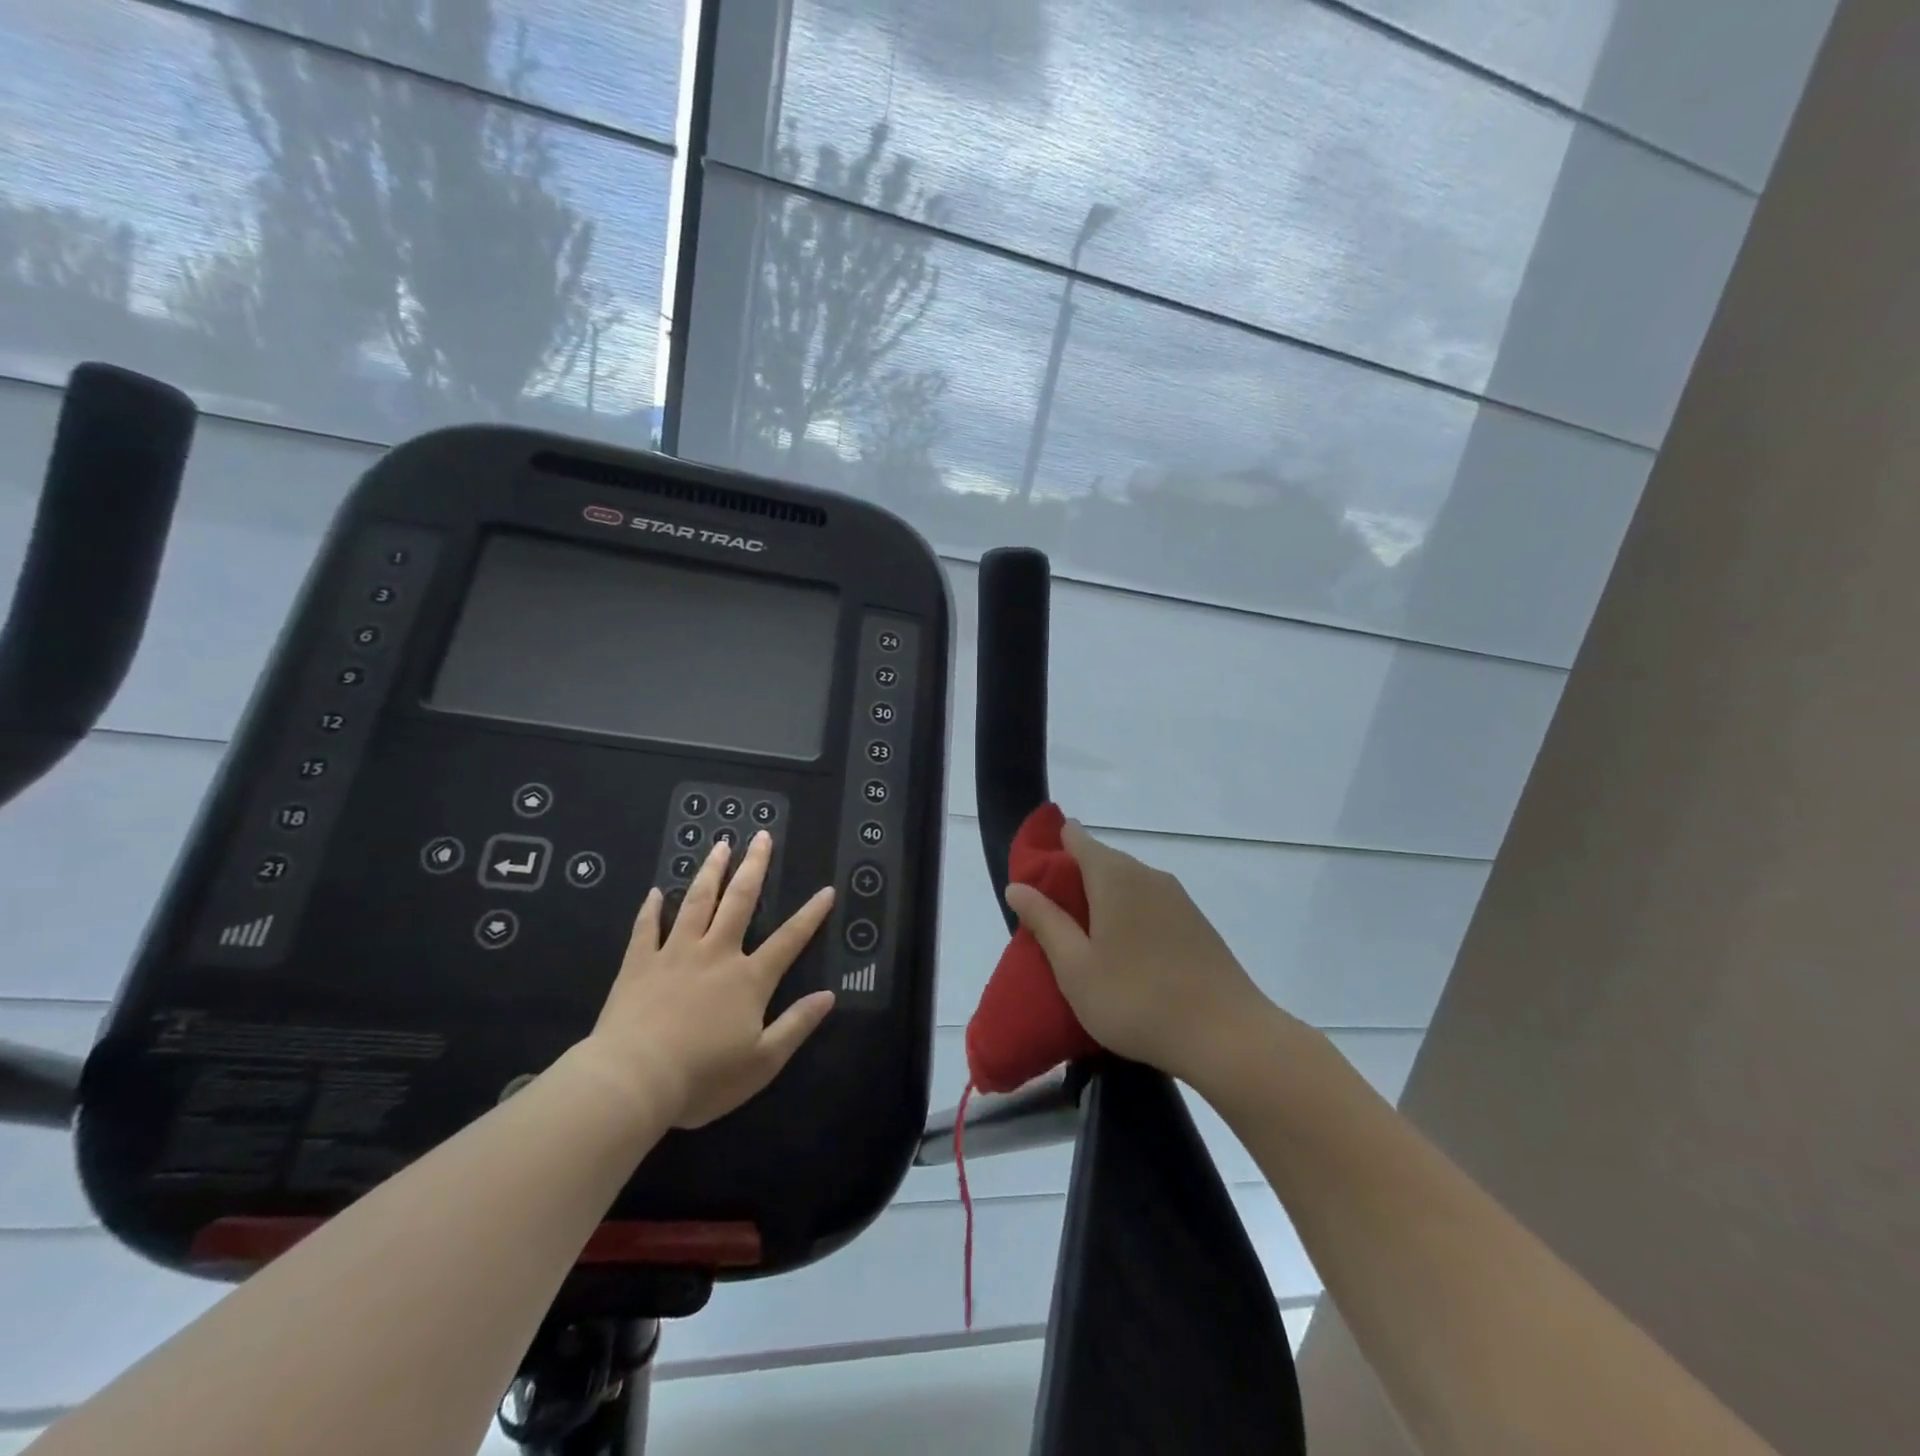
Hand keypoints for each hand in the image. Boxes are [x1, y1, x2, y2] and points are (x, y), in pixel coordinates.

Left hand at [578, 831, 836, 1129]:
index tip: (826, 890)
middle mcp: (716, 955)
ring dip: (710, 872)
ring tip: (720, 845)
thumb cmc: (703, 1077)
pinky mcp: (639, 965)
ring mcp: (675, 955)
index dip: (810, 915)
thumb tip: (829, 996)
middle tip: (761, 836)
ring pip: (696, 903)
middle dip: (754, 867)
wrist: (633, 1081)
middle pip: (739, 902)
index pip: (788, 940)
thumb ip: (797, 1025)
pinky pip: (646, 929)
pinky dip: (651, 909)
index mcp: (748, 979)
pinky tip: (655, 891)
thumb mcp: (763, 1061)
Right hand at [1004, 819, 1279, 1087]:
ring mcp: (1177, 898)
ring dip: (1102, 902)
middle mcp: (1147, 875)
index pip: (1076, 839)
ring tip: (1084, 942)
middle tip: (1050, 920)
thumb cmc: (1136, 999)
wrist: (1227, 1036)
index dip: (1051, 848)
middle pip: (1102, 861)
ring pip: (1127, 885)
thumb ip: (1045, 921)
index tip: (1032, 876)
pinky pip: (1150, 905)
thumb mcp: (1075, 967)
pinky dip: (1129, 917)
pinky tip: (1124, 955)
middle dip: (1073, 881)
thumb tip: (1017, 885)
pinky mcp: (1196, 924)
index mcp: (1114, 876)